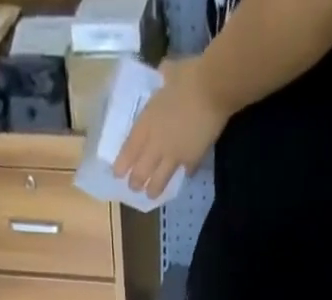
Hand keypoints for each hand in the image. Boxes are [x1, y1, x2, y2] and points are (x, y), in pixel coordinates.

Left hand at [113, 57, 228, 199]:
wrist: (214, 88)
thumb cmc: (189, 76)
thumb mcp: (169, 72)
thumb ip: (164, 77)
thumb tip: (164, 73)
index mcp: (148, 122)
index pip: (129, 150)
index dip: (122, 165)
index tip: (117, 174)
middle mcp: (157, 144)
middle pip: (141, 172)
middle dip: (136, 182)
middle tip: (134, 188)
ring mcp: (174, 155)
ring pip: (159, 181)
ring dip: (153, 190)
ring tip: (151, 195)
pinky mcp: (191, 160)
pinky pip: (184, 172)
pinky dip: (182, 174)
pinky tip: (183, 175)